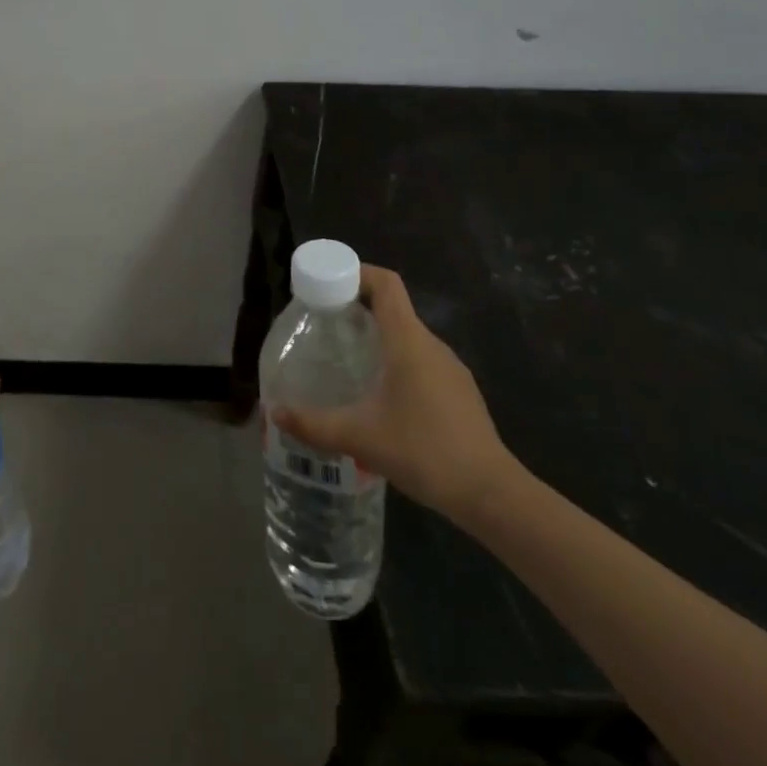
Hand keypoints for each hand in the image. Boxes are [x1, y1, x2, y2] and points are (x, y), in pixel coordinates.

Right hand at [272, 265, 521, 528]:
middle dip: (357, 308)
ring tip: (346, 359)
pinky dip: (396, 362)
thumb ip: (313, 424)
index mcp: (408, 341)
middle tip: (324, 324)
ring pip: (408, 337)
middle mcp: (431, 345)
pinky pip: (421, 361)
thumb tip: (275, 413)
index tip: (327, 284)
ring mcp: (450, 369)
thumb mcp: (359, 437)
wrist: (490, 493)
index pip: (386, 283)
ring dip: (378, 338)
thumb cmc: (424, 451)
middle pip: (394, 308)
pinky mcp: (459, 392)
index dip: (357, 272)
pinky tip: (380, 396)